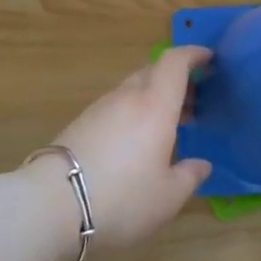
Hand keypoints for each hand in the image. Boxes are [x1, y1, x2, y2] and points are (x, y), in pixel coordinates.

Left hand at [30, 46, 213, 251]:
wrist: (52, 206)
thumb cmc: (122, 199)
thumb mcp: (168, 197)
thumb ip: (189, 176)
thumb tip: (201, 165)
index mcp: (156, 106)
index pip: (175, 62)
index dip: (193, 54)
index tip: (209, 59)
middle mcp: (127, 98)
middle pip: (154, 72)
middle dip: (176, 80)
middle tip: (193, 102)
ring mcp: (100, 109)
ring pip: (132, 90)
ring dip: (154, 98)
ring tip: (167, 127)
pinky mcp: (79, 124)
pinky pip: (115, 107)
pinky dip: (133, 113)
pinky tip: (136, 142)